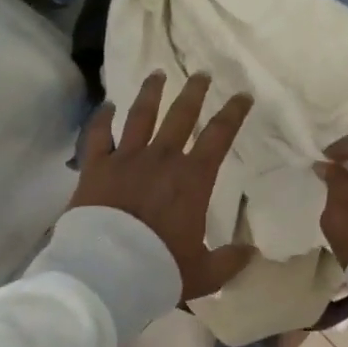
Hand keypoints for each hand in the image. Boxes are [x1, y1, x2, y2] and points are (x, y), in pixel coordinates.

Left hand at [72, 72, 255, 299]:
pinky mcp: (95, 168)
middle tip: (201, 74)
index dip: (233, 113)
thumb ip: (229, 260)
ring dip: (151, 92)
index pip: (219, 136)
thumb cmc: (159, 270)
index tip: (243, 95)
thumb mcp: (203, 273)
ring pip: (140, 115)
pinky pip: (98, 136)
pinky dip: (101, 119)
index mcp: (192, 179)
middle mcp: (161, 159)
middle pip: (181, 116)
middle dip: (194, 92)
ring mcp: (125, 159)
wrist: (107, 273)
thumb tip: (252, 253)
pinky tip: (105, 106)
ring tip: (157, 73)